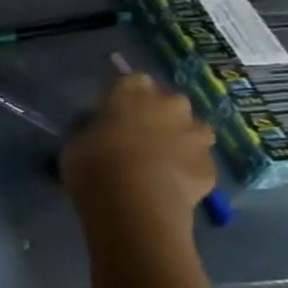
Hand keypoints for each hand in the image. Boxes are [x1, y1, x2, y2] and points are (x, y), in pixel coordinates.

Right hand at [60, 75, 215, 231]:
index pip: (131, 81)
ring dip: (177, 140)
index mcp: (132, 92)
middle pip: (167, 102)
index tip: (112, 115)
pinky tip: (168, 185)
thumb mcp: (76, 143)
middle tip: (137, 137)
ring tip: (157, 162)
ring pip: (190, 130)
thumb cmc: (95, 166)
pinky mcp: (211, 166)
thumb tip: (99, 131)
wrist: (136, 206)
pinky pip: (196, 161)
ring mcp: (196, 135)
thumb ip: (92, 130)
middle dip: (156, 115)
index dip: (122, 98)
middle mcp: (170, 105)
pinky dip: (185, 169)